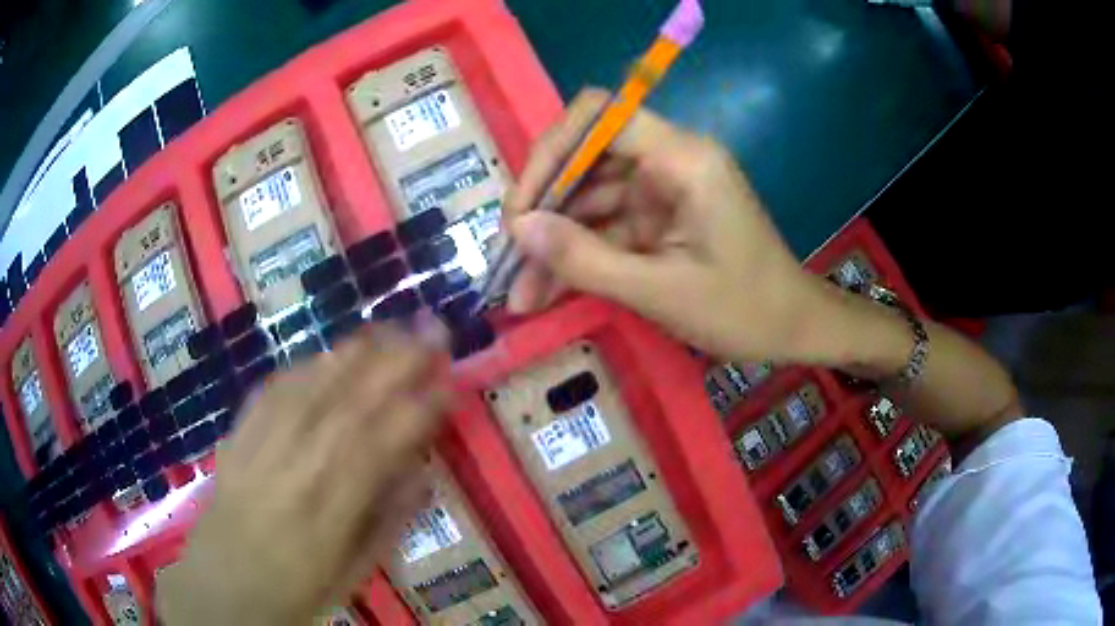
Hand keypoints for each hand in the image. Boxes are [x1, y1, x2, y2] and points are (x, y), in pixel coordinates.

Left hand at [157, 325, 450, 624]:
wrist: (220, 587)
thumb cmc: (295, 591)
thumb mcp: (352, 575)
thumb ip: (387, 523)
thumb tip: (421, 473)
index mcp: (328, 514)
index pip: (379, 447)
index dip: (418, 411)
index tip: (450, 384)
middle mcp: (293, 470)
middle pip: (347, 403)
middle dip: (395, 361)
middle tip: (432, 330)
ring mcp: (258, 447)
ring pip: (309, 387)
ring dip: (353, 353)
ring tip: (388, 329)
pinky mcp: (236, 436)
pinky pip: (271, 390)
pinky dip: (304, 366)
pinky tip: (327, 355)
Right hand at [506, 89, 830, 363]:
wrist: (794, 329)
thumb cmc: (743, 310)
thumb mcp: (660, 291)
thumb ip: (585, 259)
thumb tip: (519, 229)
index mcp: (683, 159)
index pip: (601, 116)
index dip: (551, 151)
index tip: (522, 206)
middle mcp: (670, 159)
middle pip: (587, 157)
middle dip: (543, 206)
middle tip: (508, 256)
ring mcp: (663, 188)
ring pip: (591, 197)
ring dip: (554, 241)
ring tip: (520, 292)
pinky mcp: (660, 215)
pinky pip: (607, 224)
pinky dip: (578, 254)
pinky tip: (546, 289)